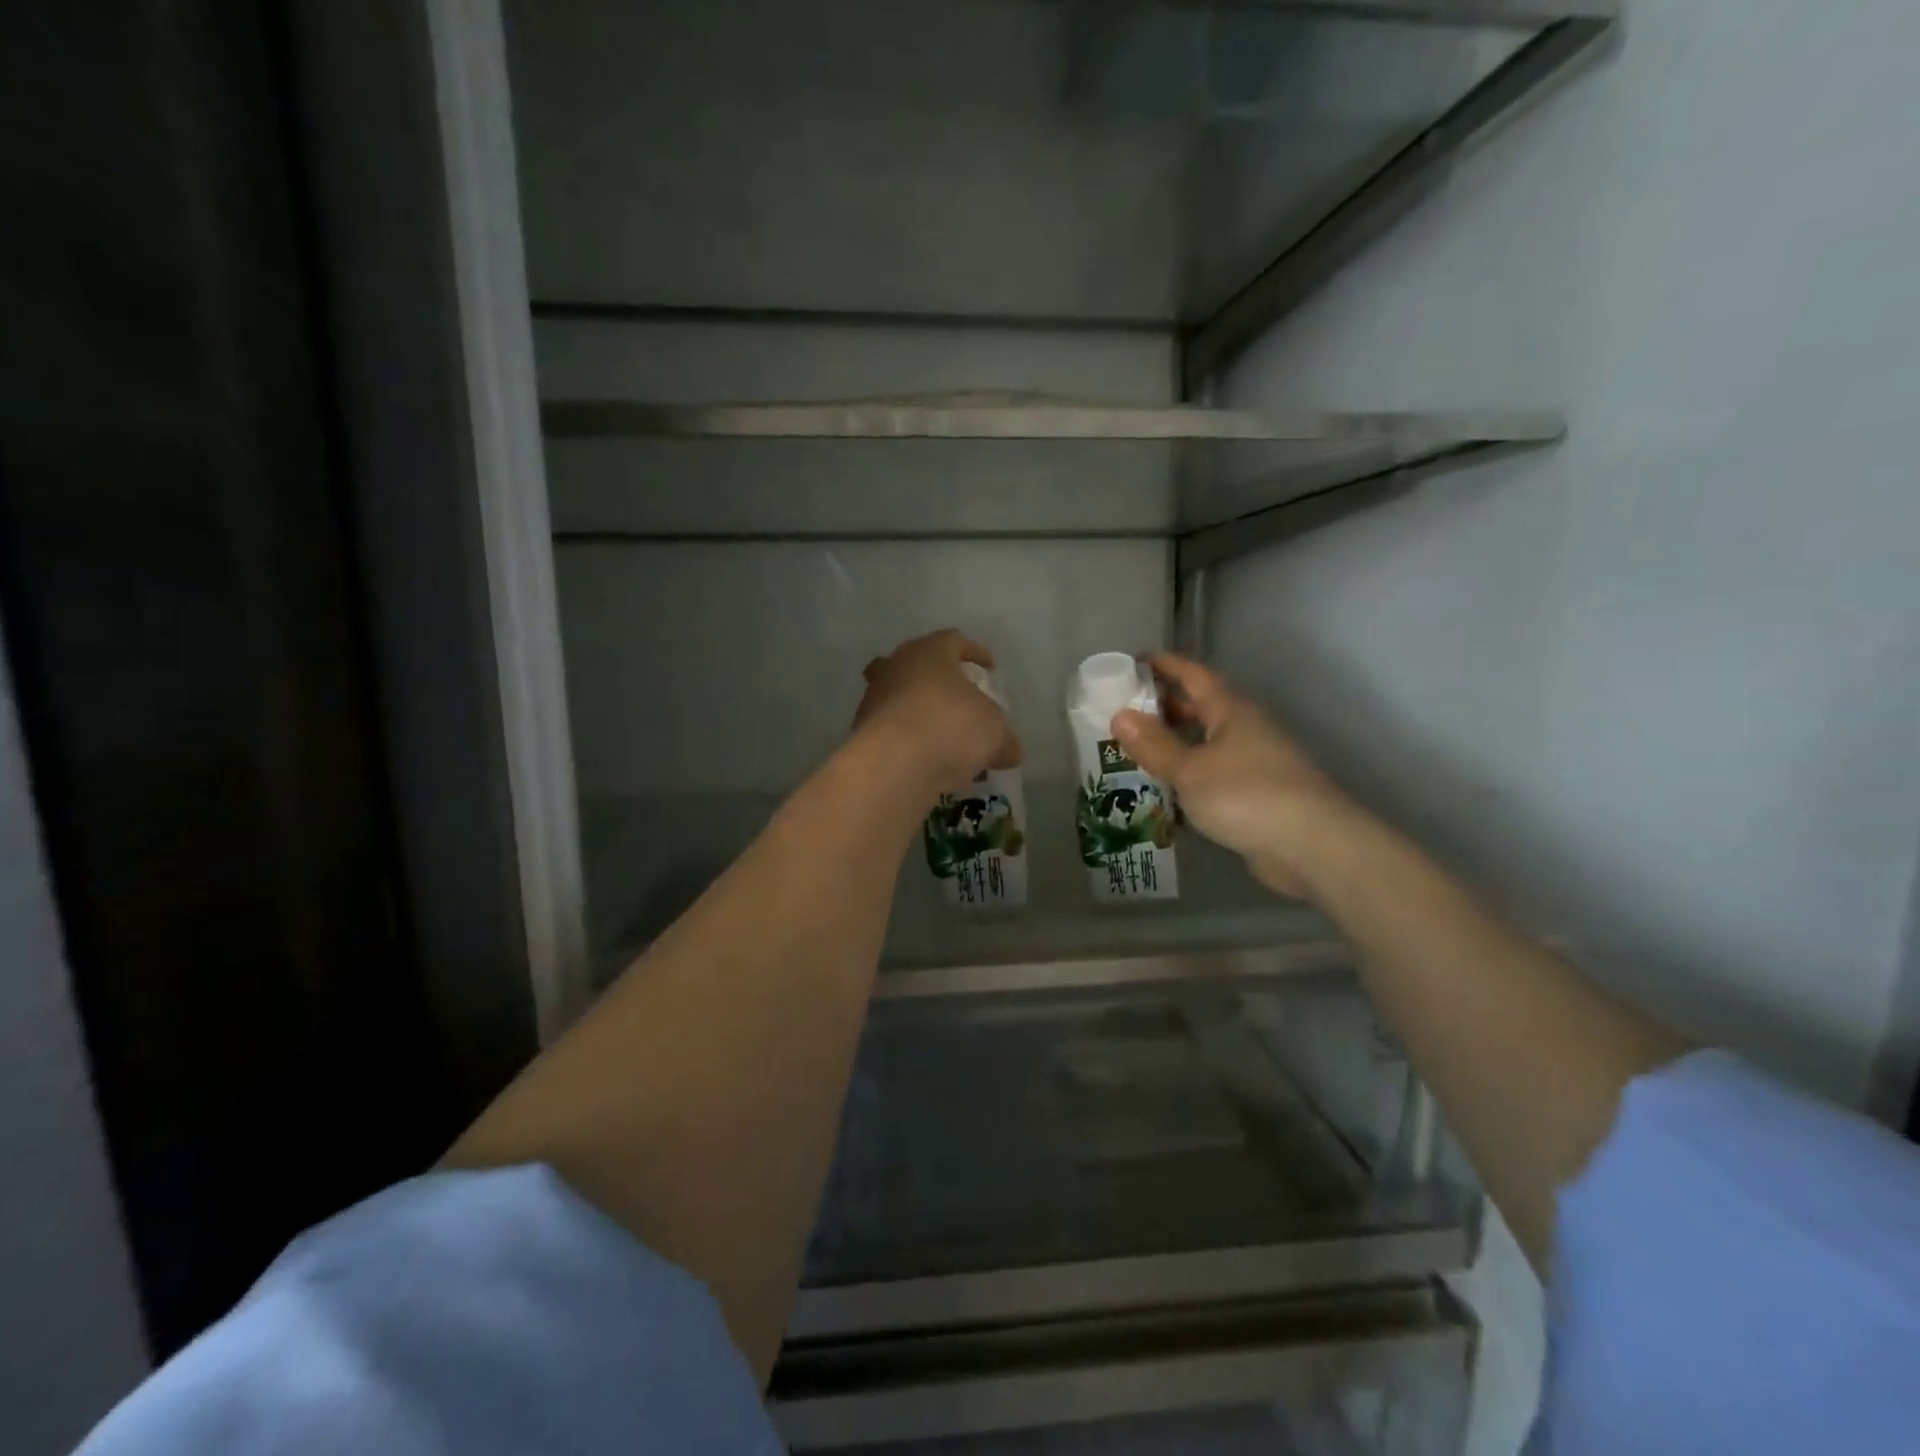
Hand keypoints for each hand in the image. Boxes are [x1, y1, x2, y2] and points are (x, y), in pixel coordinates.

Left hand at [852, 630, 1021, 795]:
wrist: (894, 764)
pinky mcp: (861, 731)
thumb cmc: (951, 727)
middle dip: (938, 678)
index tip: (990, 669)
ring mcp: (873, 698)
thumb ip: (1005, 738)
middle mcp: (896, 666)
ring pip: (899, 696)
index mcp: (930, 651)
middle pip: (918, 663)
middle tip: (957, 696)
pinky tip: (924, 758)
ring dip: (919, 710)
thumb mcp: (994, 732)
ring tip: (941, 734)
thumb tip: (1011, 752)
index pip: (955, 641)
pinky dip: (907, 738)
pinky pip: (891, 729)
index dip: (975, 653)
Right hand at [1112, 654, 1354, 898]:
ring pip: (1207, 742)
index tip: (1133, 663)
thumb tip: (1119, 716)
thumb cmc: (1246, 795)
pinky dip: (1189, 775)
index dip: (1164, 665)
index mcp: (1231, 710)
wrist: (1312, 846)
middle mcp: (1245, 729)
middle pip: (1201, 707)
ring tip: (1137, 751)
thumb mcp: (1190, 769)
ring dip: (1175, 743)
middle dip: (1165, 706)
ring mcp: (1254, 762)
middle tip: (1125, 712)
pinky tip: (1166, 791)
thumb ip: (1154, 745)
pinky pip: (1214, 773)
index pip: (1194, 675)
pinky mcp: (1257, 795)